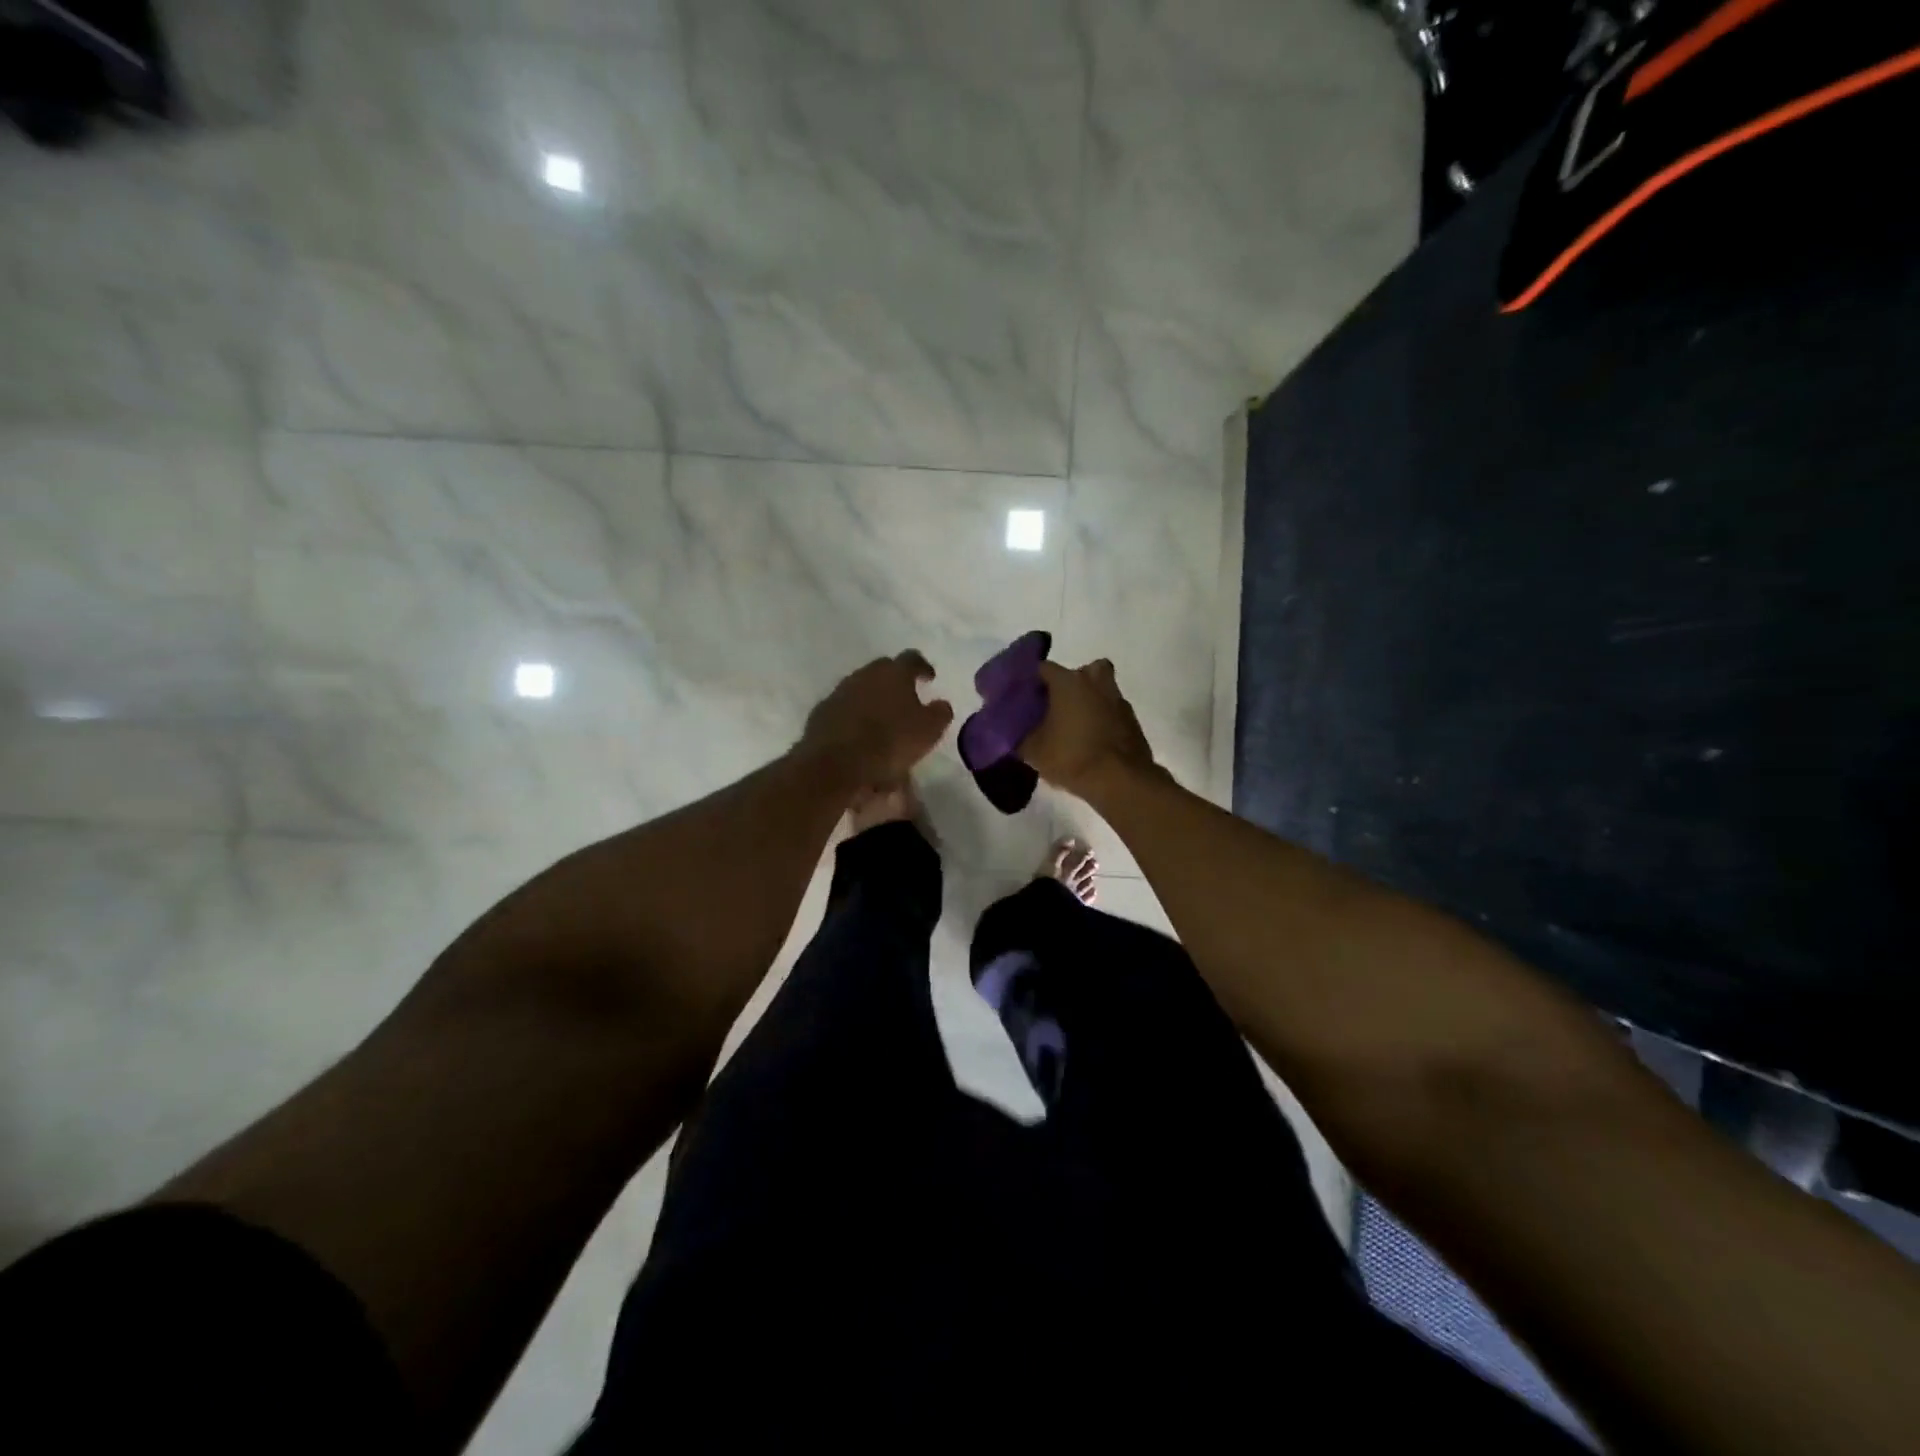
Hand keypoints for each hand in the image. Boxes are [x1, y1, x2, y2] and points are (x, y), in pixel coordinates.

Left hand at [801, 651, 954, 785]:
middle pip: (883, 669)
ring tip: (882, 723)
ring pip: (862, 689)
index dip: (923, 667)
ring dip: (873, 700)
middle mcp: (865, 675)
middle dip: (895, 681)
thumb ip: (939, 713)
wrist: (835, 763)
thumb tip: (941, 703)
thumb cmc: (890, 742)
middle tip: (905, 699)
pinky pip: (844, 709)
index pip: (912, 659)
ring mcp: (840, 692)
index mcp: (894, 673)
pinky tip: (859, 737)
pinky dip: (854, 717)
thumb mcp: (928, 731)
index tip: (929, 678)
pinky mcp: (822, 712)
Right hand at [1019, 658, 1156, 799]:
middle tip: (1057, 706)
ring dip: (1089, 701)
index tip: (1024, 697)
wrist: (1120, 781)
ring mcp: (1118, 700)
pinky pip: (1112, 711)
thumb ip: (1020, 736)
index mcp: (1069, 682)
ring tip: (1074, 726)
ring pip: (1100, 690)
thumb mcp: (1033, 751)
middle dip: (1069, 684)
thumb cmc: (1071, 757)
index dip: (1032, 681)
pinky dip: (1103, 720)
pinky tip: (1092, 741)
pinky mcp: (1132, 720)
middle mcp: (1095, 682)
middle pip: (1081, 672)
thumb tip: (1012, 733)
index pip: (1043, 668)